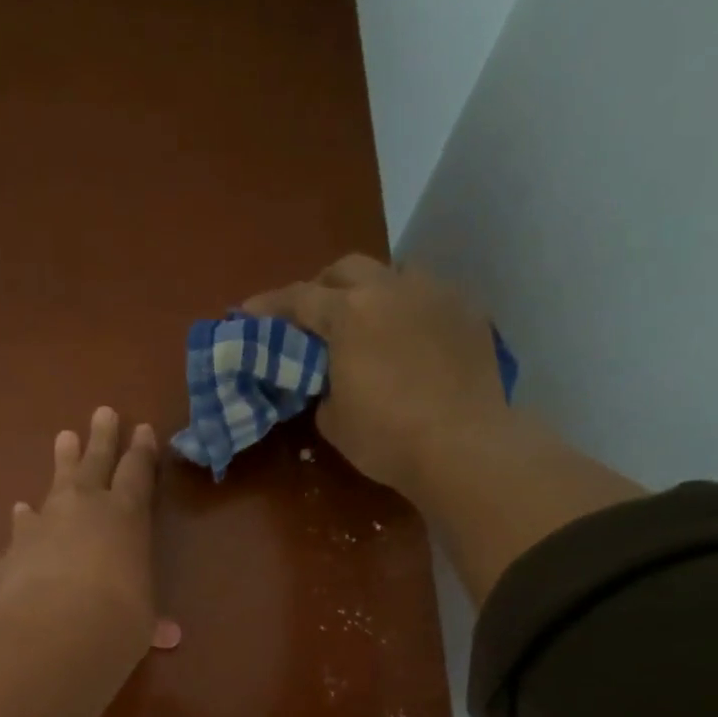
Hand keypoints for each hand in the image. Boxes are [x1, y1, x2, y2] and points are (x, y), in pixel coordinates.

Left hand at [0, 407, 180, 649]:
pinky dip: (26, 518)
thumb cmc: (118, 618)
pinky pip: (24, 523)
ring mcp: (47, 520)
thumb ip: (151, 619)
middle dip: (102, 437)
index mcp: (127, 515)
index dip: (141, 451)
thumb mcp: (142, 619)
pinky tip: (21, 511)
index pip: (138, 472)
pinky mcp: (17, 543)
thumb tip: (168, 637)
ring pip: (57, 481)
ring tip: (63, 437)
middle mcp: (87, 506)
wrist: (56, 628)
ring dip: (62, 460)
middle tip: (102, 412)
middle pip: (96, 461)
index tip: (142, 429)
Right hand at [243, 255, 509, 509]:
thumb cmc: (386, 438)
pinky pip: (430, 297)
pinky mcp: (468, 311)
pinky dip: (410, 310)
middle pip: (346, 269)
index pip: (298, 298)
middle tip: (314, 316)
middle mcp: (390, 288)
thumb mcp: (333, 419)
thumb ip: (322, 385)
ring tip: (369, 321)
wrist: (463, 447)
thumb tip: (331, 377)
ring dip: (372, 291)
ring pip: (394, 273)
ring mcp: (435, 294)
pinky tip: (412, 338)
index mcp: (348, 313)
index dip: (269, 306)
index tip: (248, 313)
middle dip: (323, 287)